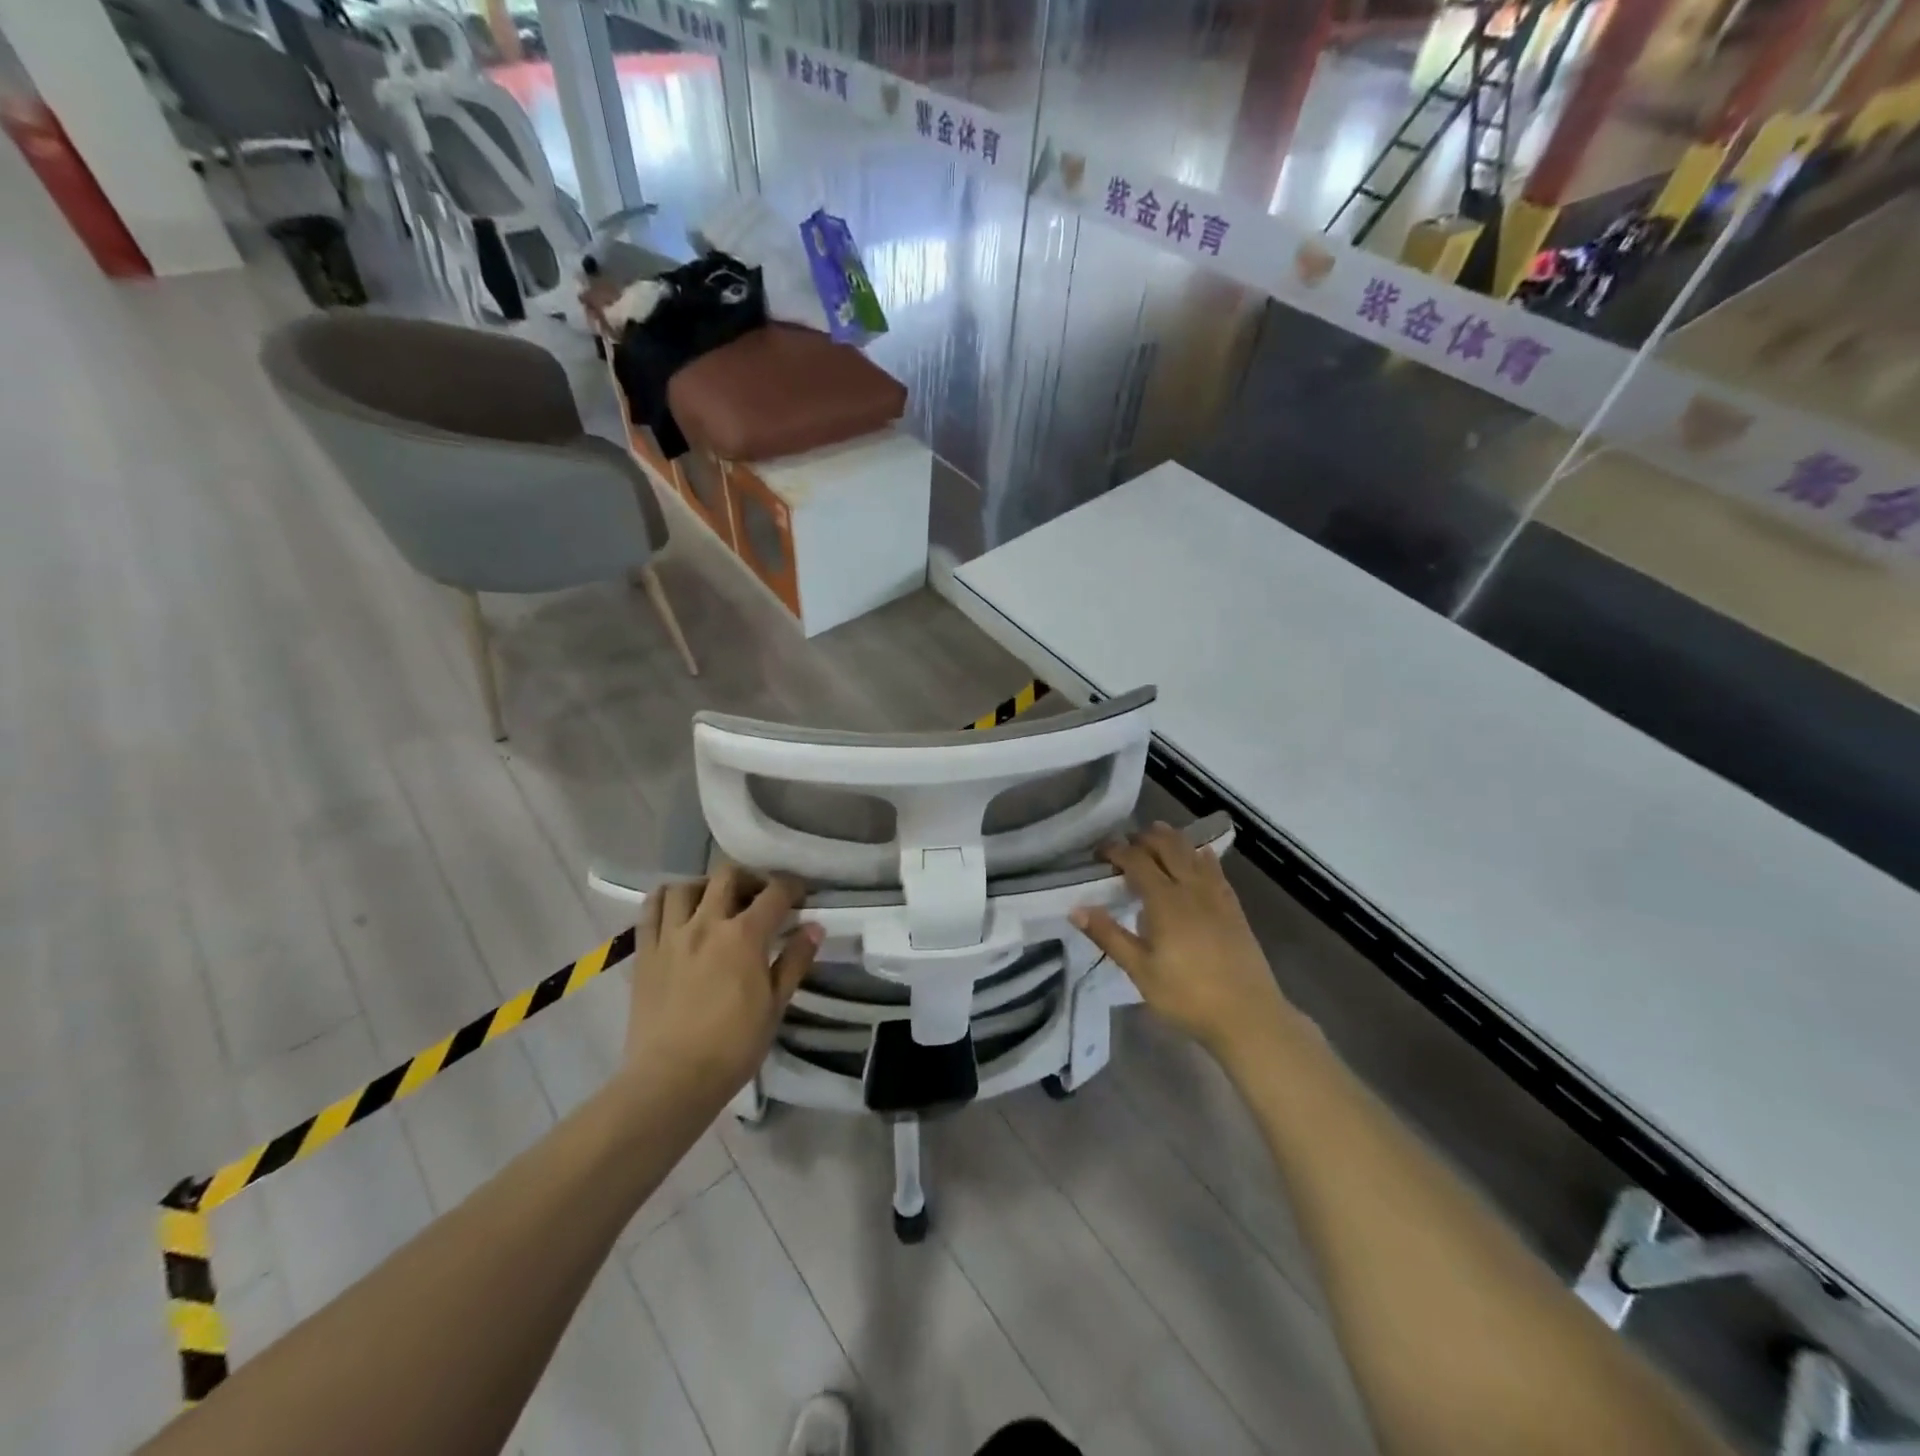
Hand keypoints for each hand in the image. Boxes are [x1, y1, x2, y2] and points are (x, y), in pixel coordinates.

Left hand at [625, 867, 821, 1098]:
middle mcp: (706, 923)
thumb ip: (795, 961)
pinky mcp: (645, 952)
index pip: (774, 893)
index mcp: (744, 935)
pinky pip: (650, 909)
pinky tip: (677, 912)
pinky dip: (666, 900)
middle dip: (749, 878)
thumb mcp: (776, 1005)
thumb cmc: (733, 1046)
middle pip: (727, 876)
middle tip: (758, 896)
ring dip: (704, 886)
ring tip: (714, 901)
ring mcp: (671, 935)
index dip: (792, 886)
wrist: (671, 1079)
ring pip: (685, 886)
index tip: (799, 893)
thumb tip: (814, 928)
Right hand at [1071, 824, 1296, 1064]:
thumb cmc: (1187, 996)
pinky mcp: (1234, 907)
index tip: (1098, 854)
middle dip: (1143, 838)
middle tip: (1125, 845)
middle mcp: (1191, 888)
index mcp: (1165, 901)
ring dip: (1171, 840)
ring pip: (1192, 852)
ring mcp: (1217, 895)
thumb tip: (1076, 909)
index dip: (1115, 850)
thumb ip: (1109, 936)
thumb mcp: (1140, 971)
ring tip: (1155, 839)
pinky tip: (1198, 856)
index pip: (1136, 860)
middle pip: (1167, 846)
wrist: (1248, 1016)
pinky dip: (1200, 855)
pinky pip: (1215, 868)